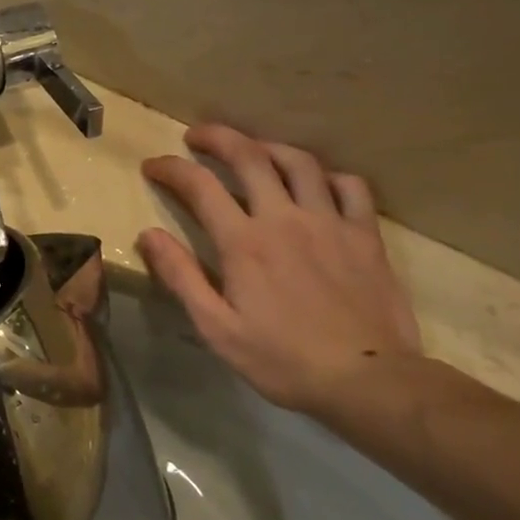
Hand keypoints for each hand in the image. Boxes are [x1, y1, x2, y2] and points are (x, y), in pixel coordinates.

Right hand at [137, 123, 421, 421]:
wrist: (371, 383)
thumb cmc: (284, 360)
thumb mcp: (216, 328)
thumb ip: (180, 276)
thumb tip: (148, 235)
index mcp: (244, 242)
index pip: (199, 185)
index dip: (171, 168)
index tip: (153, 166)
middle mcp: (284, 218)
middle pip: (249, 156)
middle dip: (217, 137)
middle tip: (196, 136)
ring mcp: (330, 223)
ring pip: (299, 162)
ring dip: (268, 147)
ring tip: (253, 151)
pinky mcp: (365, 236)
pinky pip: (350, 187)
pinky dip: (327, 176)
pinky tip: (316, 184)